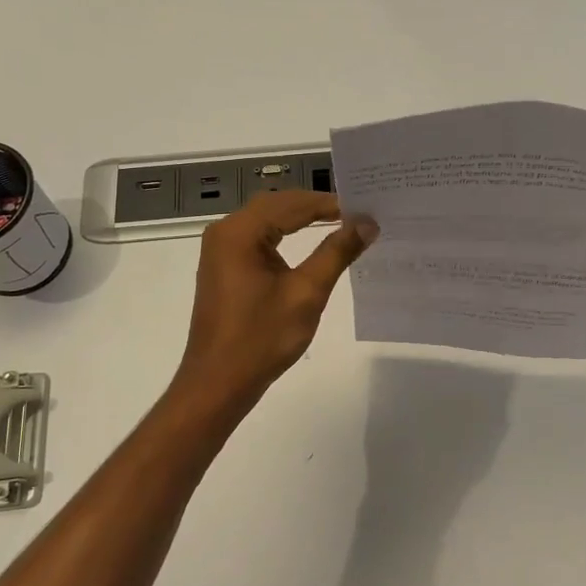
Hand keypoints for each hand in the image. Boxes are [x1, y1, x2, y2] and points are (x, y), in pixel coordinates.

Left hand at [175, 192, 374, 408]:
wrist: (219, 381)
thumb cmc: (262, 337)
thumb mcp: (307, 293)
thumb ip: (336, 252)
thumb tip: (366, 223)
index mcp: (240, 232)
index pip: (292, 204)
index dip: (330, 203)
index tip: (365, 208)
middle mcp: (225, 232)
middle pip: (277, 205)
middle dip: (315, 206)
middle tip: (356, 213)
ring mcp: (221, 250)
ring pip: (266, 220)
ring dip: (300, 219)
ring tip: (340, 223)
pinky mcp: (223, 267)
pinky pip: (257, 238)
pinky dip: (284, 235)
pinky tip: (309, 243)